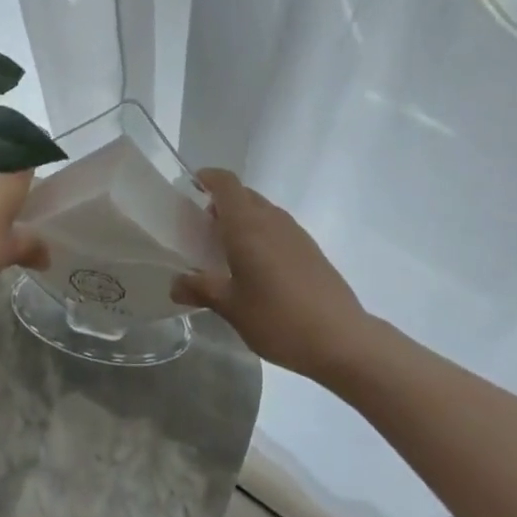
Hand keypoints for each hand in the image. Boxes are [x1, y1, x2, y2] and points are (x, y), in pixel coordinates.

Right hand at [172, 170, 369, 382]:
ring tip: (228, 252)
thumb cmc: (278, 318)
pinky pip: (277, 228)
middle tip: (203, 229)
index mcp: (247, 224)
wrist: (341, 338)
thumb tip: (174, 284)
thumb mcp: (232, 308)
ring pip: (262, 211)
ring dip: (243, 220)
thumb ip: (201, 289)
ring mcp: (294, 231)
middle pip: (243, 194)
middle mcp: (270, 218)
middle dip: (221, 204)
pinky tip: (258, 269)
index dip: (207, 177)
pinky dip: (261, 234)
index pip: (226, 183)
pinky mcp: (310, 248)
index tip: (191, 186)